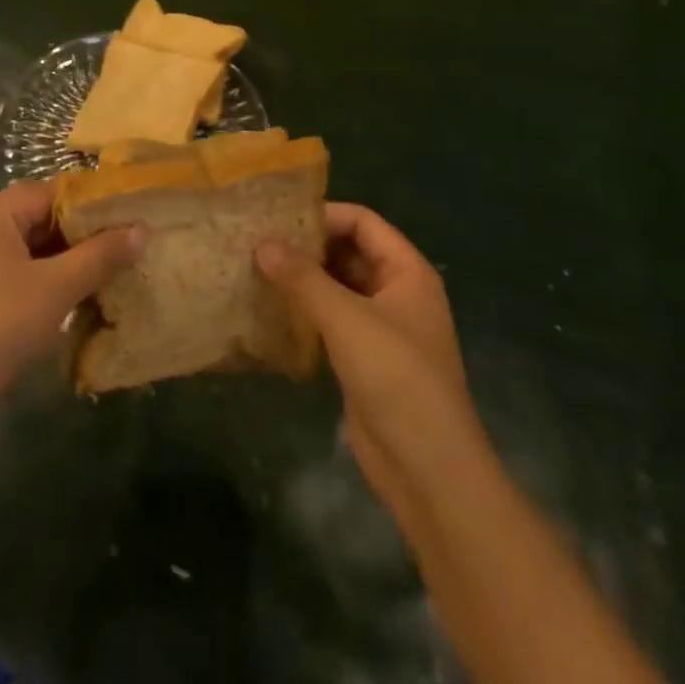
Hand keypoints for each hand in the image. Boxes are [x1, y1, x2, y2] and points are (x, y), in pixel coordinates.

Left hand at [0, 181, 142, 435]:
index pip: (55, 192)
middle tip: (132, 248)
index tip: (135, 219)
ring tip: (116, 271)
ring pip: (36, 247)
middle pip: (45, 217)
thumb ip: (100, 256)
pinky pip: (23, 270)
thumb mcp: (56, 289)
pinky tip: (82, 295)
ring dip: (72, 260)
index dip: (96, 205)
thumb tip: (141, 229)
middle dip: (86, 234)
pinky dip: (52, 278)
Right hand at [257, 204, 489, 530]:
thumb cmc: (397, 379)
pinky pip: (331, 318)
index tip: (277, 218)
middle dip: (308, 245)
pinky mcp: (363, 357)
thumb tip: (262, 243)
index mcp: (407, 272)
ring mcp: (381, 327)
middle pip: (349, 251)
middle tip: (257, 241)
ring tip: (255, 268)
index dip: (324, 215)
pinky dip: (305, 309)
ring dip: (303, 278)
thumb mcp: (347, 319)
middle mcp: (396, 292)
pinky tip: (270, 308)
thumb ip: (303, 278)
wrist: (428, 469)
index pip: (363, 222)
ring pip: (338, 286)